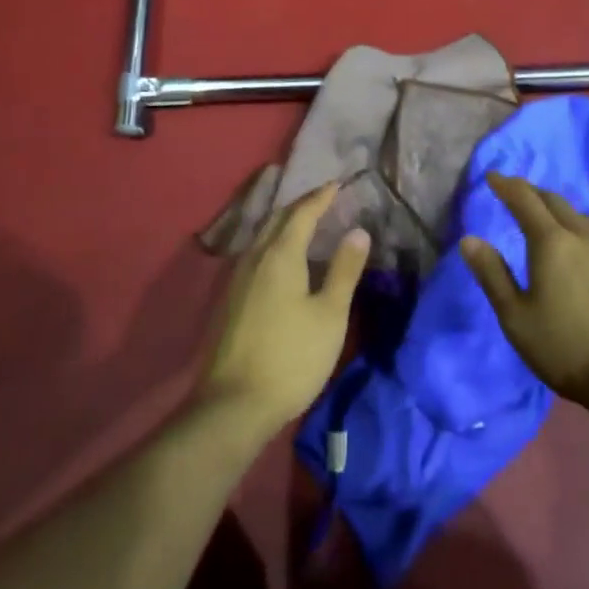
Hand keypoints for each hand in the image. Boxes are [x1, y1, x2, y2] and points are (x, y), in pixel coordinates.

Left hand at [199, 182, 369, 435]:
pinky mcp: (230, 299)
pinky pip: (255, 254)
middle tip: (323, 200)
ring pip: (263, 236)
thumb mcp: (330, 315)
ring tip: (306, 225)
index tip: (337, 184)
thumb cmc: (292, 357)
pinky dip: (274, 244)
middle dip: (301, 206)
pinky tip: (282, 260)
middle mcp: (254, 257)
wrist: (234, 404)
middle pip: (277, 219)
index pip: (302, 213)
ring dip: (285, 224)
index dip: (321, 197)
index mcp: (280, 254)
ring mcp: (237, 278)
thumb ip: (344, 270)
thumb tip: (358, 230)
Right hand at [461, 172, 588, 408]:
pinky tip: (579, 257)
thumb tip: (469, 239)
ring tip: (545, 220)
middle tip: (516, 193)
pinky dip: (579, 236)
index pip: (525, 199)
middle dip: (532, 192)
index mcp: (551, 243)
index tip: (492, 176)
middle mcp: (583, 238)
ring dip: (558, 212)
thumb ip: (492, 275)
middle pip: (555, 202)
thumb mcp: (516, 317)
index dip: (506, 185)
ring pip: (580, 220)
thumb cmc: (566, 348)